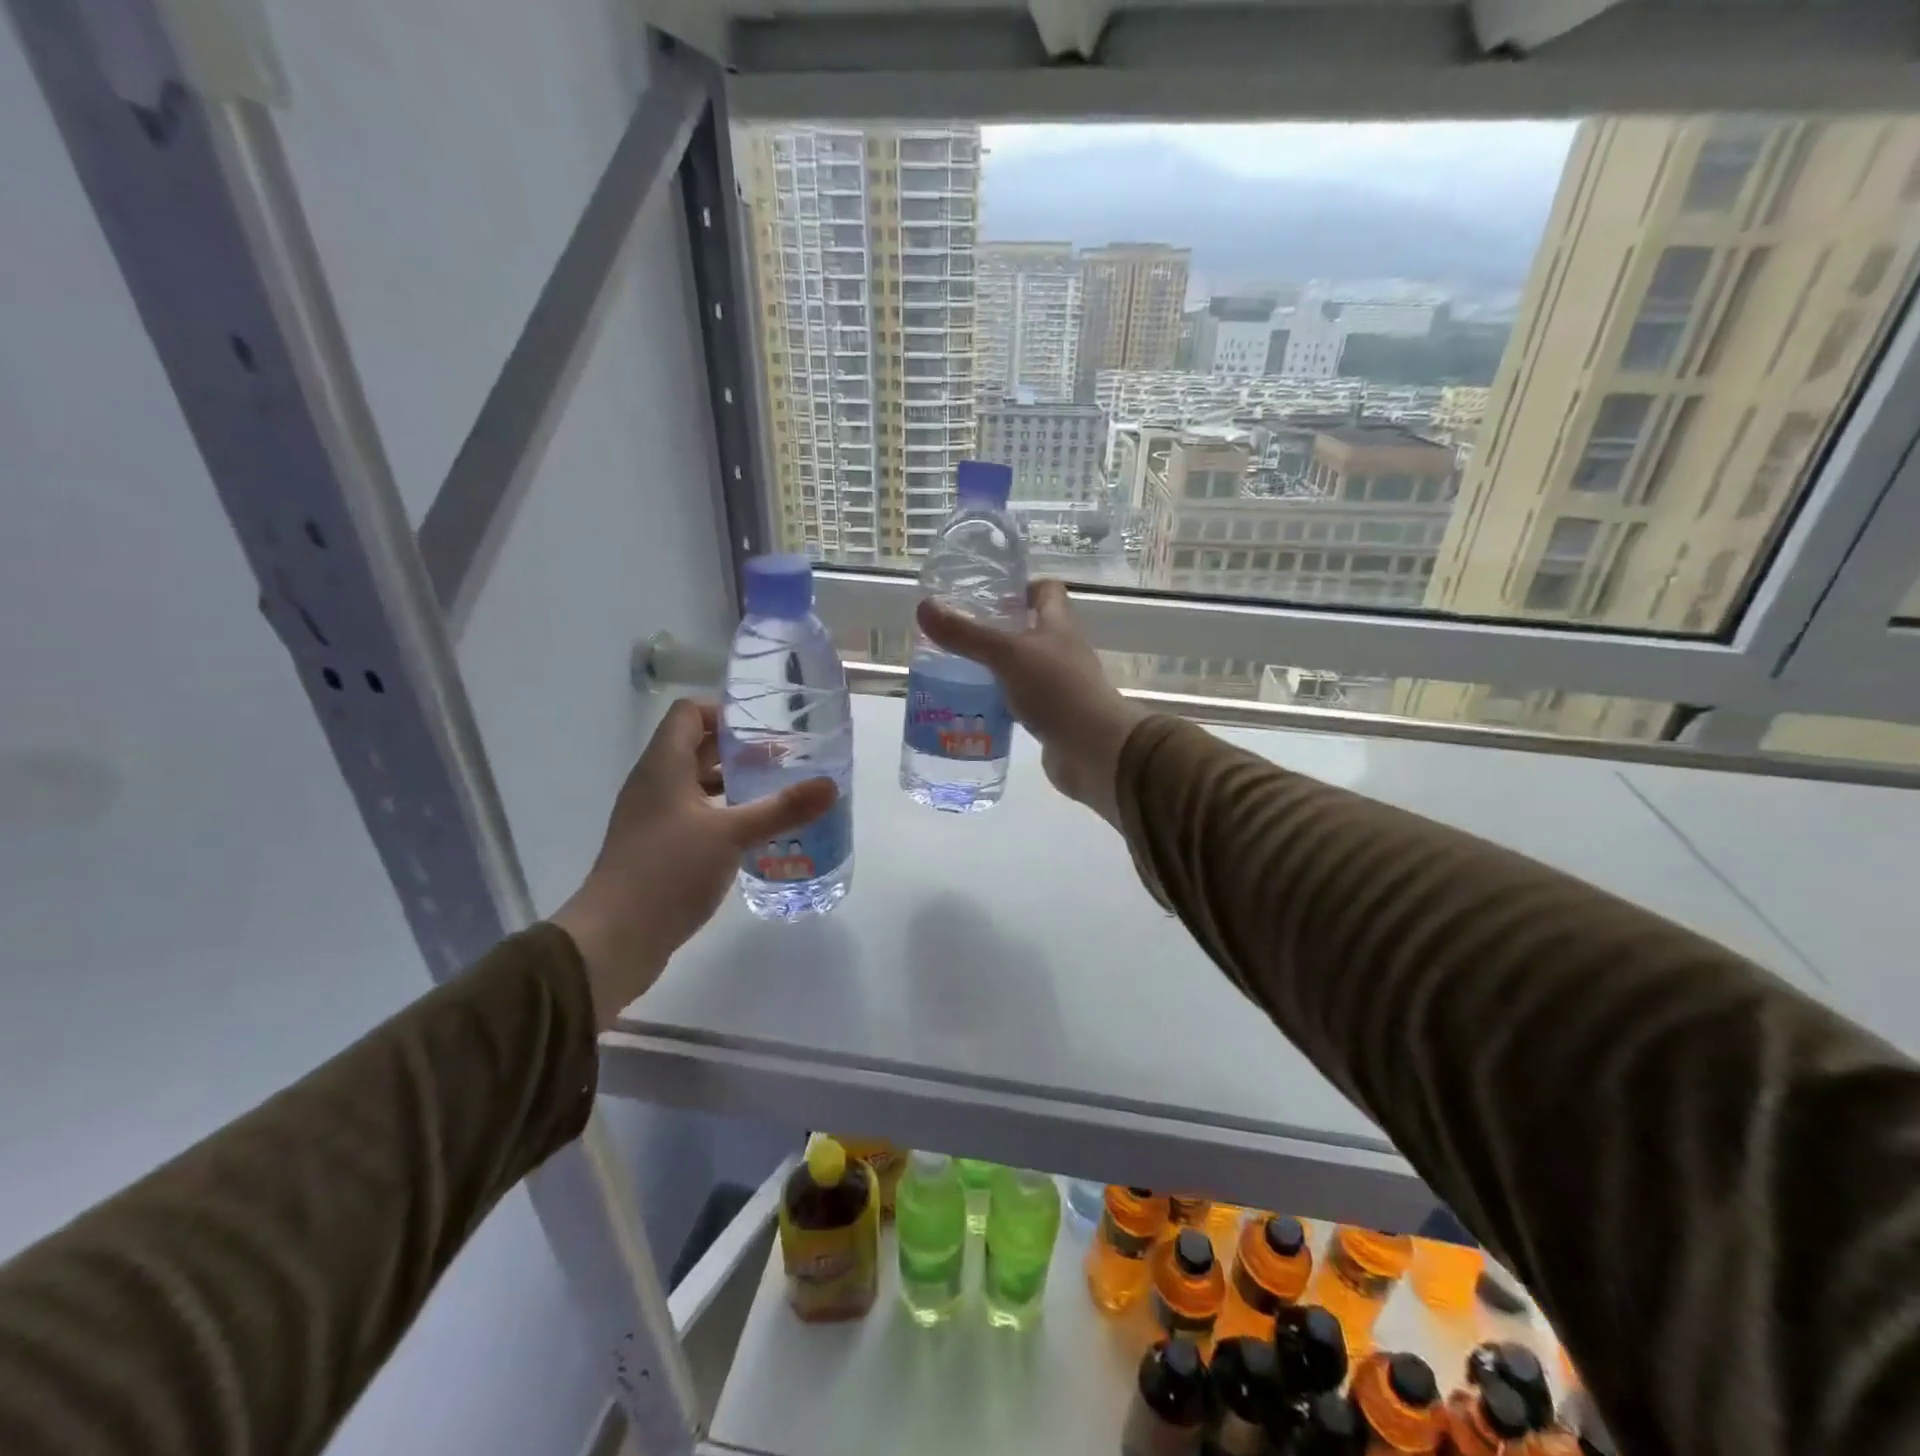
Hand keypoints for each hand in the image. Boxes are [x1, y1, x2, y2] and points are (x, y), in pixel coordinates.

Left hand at [551, 699, 835, 1026]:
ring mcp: (653, 818)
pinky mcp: (657, 848)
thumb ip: (782, 808)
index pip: (689, 714)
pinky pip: (694, 815)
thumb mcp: (732, 835)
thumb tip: (831, 785)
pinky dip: (723, 814)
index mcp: (663, 766)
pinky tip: (753, 833)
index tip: (765, 728)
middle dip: (739, 751)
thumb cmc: (669, 872)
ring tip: (776, 794)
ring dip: (733, 784)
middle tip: (784, 761)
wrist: (615, 939)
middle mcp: (654, 784)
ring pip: (697, 784)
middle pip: (696, 748)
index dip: (725, 713)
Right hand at [916, 578, 1145, 826]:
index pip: (1046, 592)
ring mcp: (1059, 686)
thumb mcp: (1006, 655)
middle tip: (958, 636)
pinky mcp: (1052, 717)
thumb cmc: (1057, 690)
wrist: (1094, 750)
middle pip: (1031, 630)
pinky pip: (1022, 702)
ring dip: (996, 669)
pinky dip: (1001, 702)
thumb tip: (924, 607)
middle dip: (997, 631)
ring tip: (955, 671)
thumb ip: (966, 634)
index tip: (987, 594)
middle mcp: (1062, 651)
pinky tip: (974, 707)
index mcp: (1058, 626)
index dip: (1020, 587)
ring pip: (1023, 668)